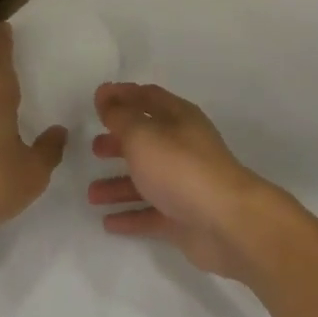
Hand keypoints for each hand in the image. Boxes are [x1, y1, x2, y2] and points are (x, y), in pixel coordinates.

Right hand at [86, 83, 281, 278]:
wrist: (225, 222)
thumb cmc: (180, 168)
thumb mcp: (143, 135)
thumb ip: (120, 116)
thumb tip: (105, 94)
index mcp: (179, 118)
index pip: (148, 97)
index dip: (123, 95)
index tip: (98, 98)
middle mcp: (183, 146)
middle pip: (147, 139)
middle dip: (120, 142)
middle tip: (94, 147)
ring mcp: (184, 183)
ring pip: (146, 179)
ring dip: (118, 184)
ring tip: (91, 194)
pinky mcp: (183, 216)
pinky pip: (151, 213)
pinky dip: (130, 215)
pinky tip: (108, 222)